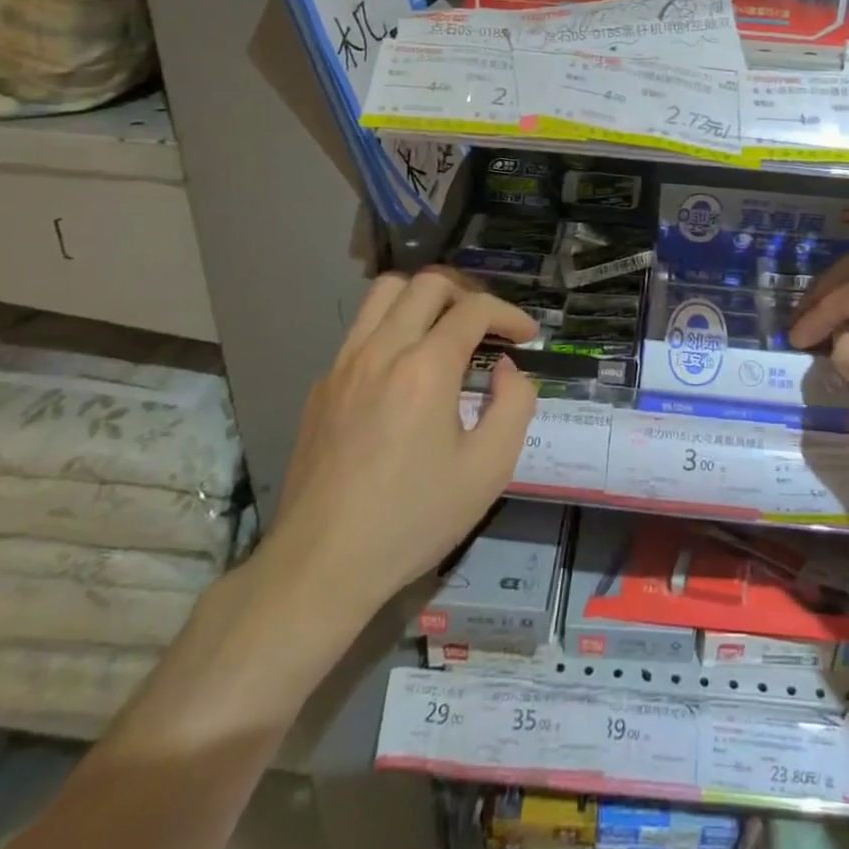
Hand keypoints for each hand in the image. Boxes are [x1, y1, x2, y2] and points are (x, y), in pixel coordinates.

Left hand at [253, 268, 539, 653]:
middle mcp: (381, 350)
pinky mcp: (322, 387)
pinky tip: (405, 372)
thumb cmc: (413, 518)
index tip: (527, 337)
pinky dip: (392, 329)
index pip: (474, 309)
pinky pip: (361, 331)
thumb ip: (514, 405)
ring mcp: (343, 365)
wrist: (322, 565)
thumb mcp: (489, 469)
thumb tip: (506, 371)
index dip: (510, 314)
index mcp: (425, 368)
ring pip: (384, 293)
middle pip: (427, 283)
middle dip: (468, 294)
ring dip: (423, 299)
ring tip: (446, 330)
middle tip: (489, 326)